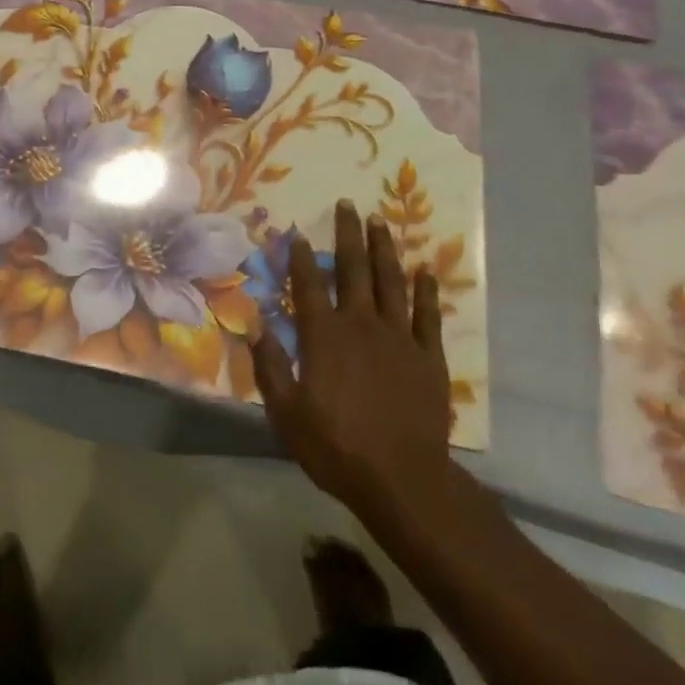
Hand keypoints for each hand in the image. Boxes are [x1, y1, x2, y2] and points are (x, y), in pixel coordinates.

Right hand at [251, 200, 453, 518]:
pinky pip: (428, 315)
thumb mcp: (287, 414)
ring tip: (380, 221)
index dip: (302, 257)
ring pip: (390, 282)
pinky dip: (426, 291)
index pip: (309, 285)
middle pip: (353, 269)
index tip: (299, 233)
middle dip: (348, 234)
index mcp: (324, 336)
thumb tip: (256, 325)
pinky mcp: (428, 356)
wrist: (402, 480)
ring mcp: (399, 337)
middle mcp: (361, 324)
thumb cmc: (337, 448)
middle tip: (347, 204)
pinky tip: (425, 270)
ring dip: (384, 249)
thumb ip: (270, 366)